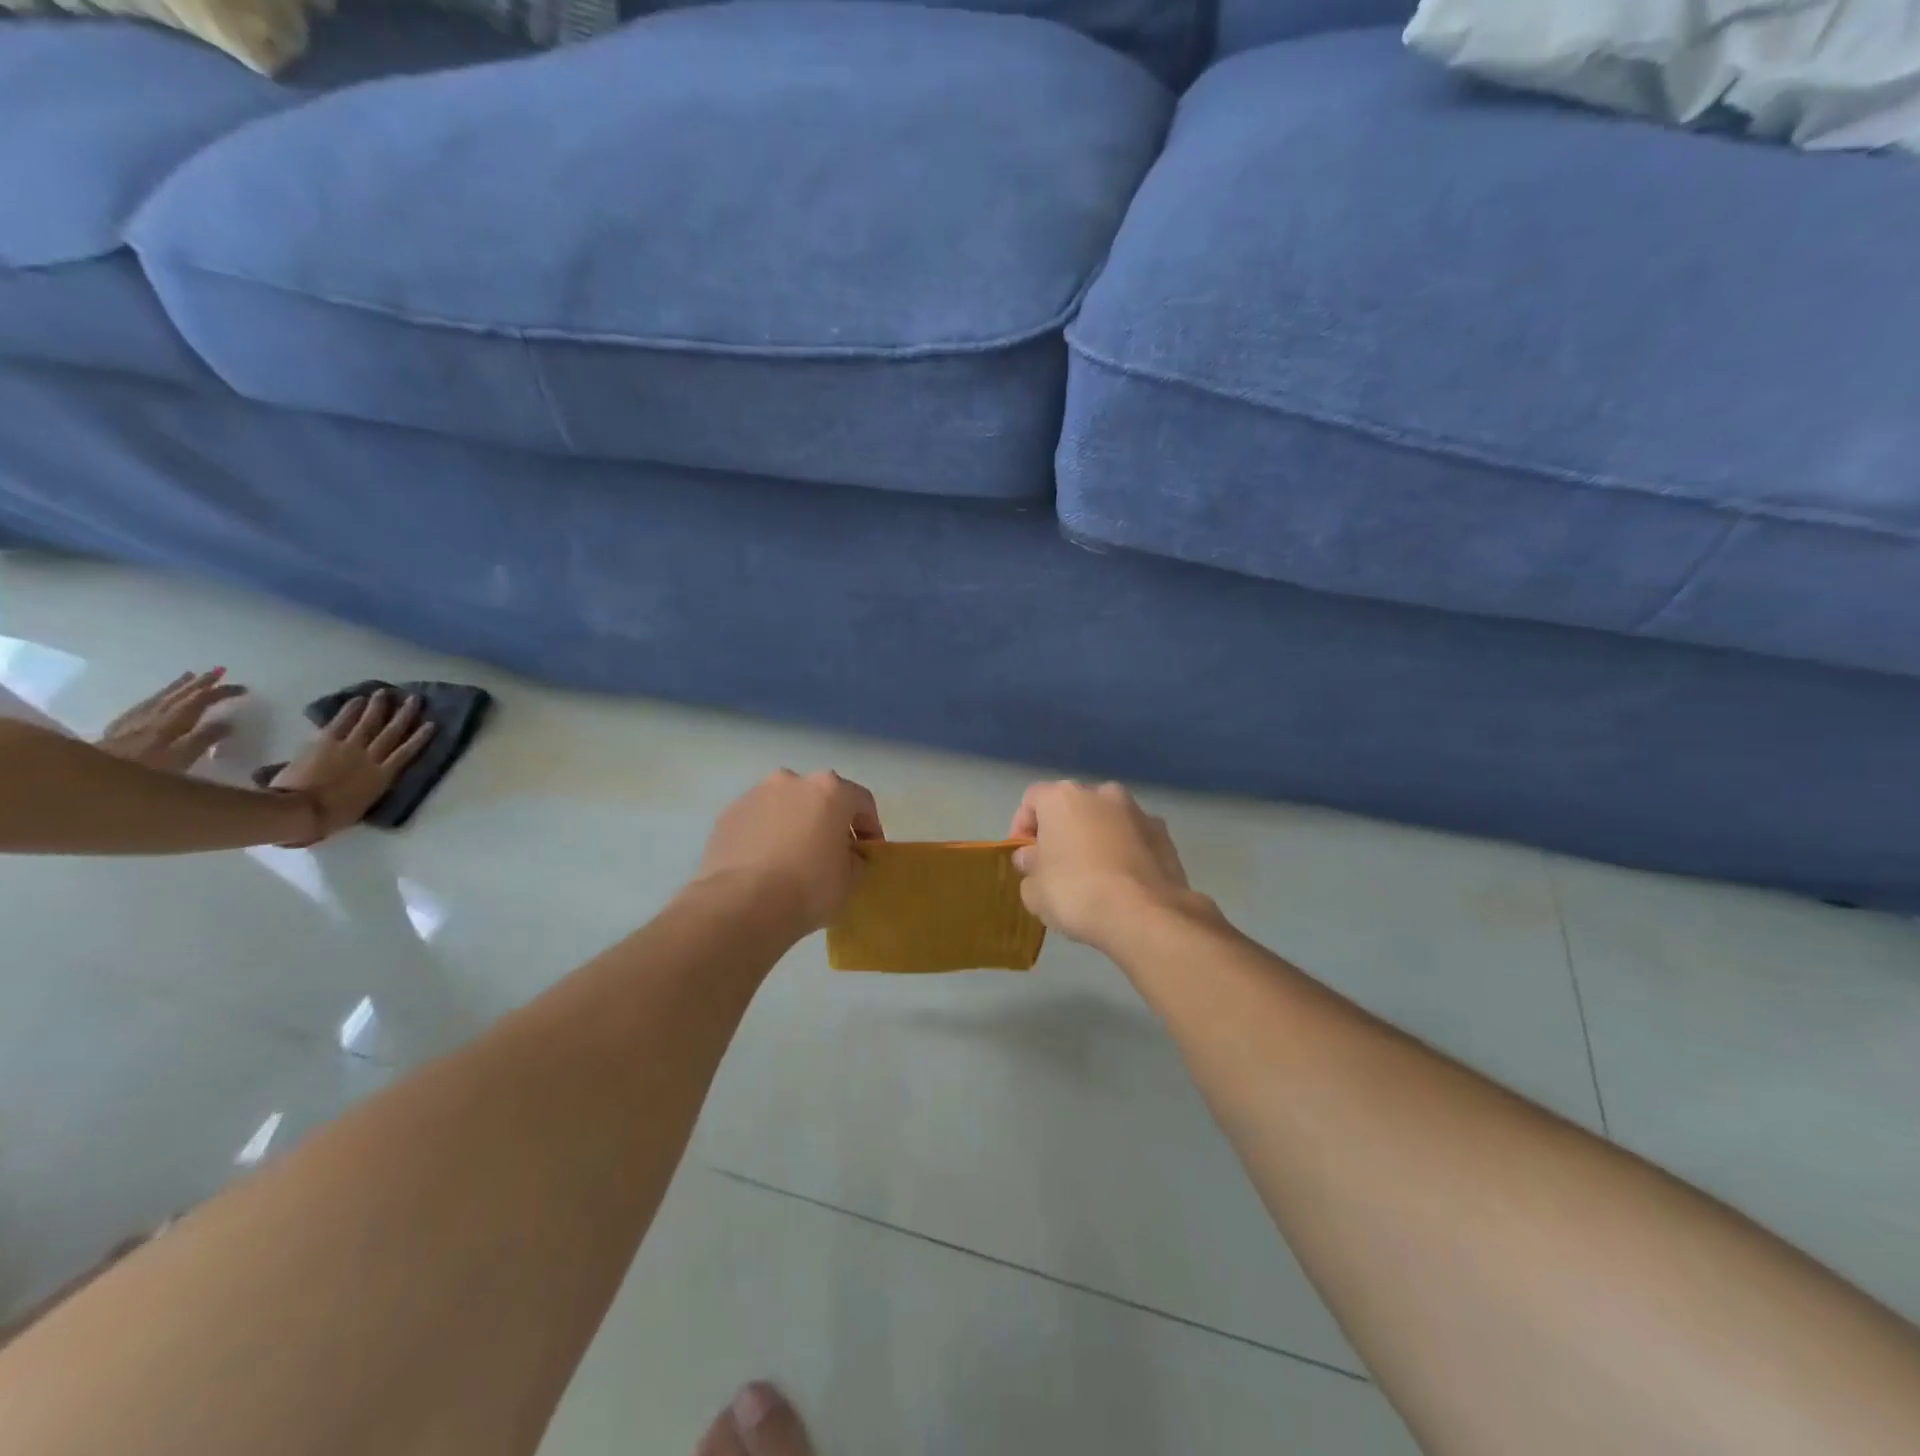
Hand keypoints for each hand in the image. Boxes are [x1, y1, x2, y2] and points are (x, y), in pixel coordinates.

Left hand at [97, 669, 246, 771]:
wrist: (93, 776)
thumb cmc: (147, 770)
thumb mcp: (183, 757)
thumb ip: (205, 739)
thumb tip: (228, 722)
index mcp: (173, 721)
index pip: (201, 700)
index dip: (222, 692)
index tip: (243, 689)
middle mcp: (155, 715)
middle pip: (180, 694)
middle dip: (200, 682)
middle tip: (218, 671)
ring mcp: (135, 719)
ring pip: (161, 696)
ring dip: (179, 685)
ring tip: (190, 675)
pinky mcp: (121, 727)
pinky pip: (145, 704)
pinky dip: (157, 696)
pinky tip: (158, 697)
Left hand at [269, 692, 433, 840]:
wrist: (299, 810)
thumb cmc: (332, 816)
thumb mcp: (363, 804)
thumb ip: (371, 786)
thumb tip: (372, 778)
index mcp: (382, 776)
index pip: (406, 752)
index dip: (420, 737)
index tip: (431, 724)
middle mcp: (370, 757)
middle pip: (391, 732)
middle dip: (404, 714)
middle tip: (414, 699)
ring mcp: (348, 747)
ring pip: (368, 722)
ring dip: (377, 706)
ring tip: (384, 692)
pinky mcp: (325, 741)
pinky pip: (341, 722)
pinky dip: (350, 709)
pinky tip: (356, 700)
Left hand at [696, 770, 882, 934]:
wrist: (741, 905)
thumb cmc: (808, 888)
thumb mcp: (851, 880)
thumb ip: (856, 859)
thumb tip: (846, 856)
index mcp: (830, 790)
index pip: (862, 801)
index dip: (870, 828)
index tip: (868, 852)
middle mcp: (792, 781)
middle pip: (820, 797)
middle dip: (828, 821)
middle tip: (830, 853)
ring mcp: (755, 795)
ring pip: (786, 806)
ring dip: (794, 825)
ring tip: (792, 860)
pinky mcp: (727, 815)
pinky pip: (757, 821)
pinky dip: (765, 835)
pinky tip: (764, 865)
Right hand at [1009, 781, 1205, 949]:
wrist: (1145, 915)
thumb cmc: (1076, 894)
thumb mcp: (1034, 890)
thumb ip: (1028, 867)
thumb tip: (1032, 858)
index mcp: (1063, 797)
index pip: (1032, 800)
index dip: (1023, 828)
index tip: (1024, 858)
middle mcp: (1102, 793)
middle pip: (1073, 807)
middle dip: (1063, 832)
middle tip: (1057, 867)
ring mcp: (1138, 812)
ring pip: (1107, 821)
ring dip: (1097, 840)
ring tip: (1094, 878)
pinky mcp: (1165, 835)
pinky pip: (1134, 839)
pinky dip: (1126, 853)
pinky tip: (1123, 884)